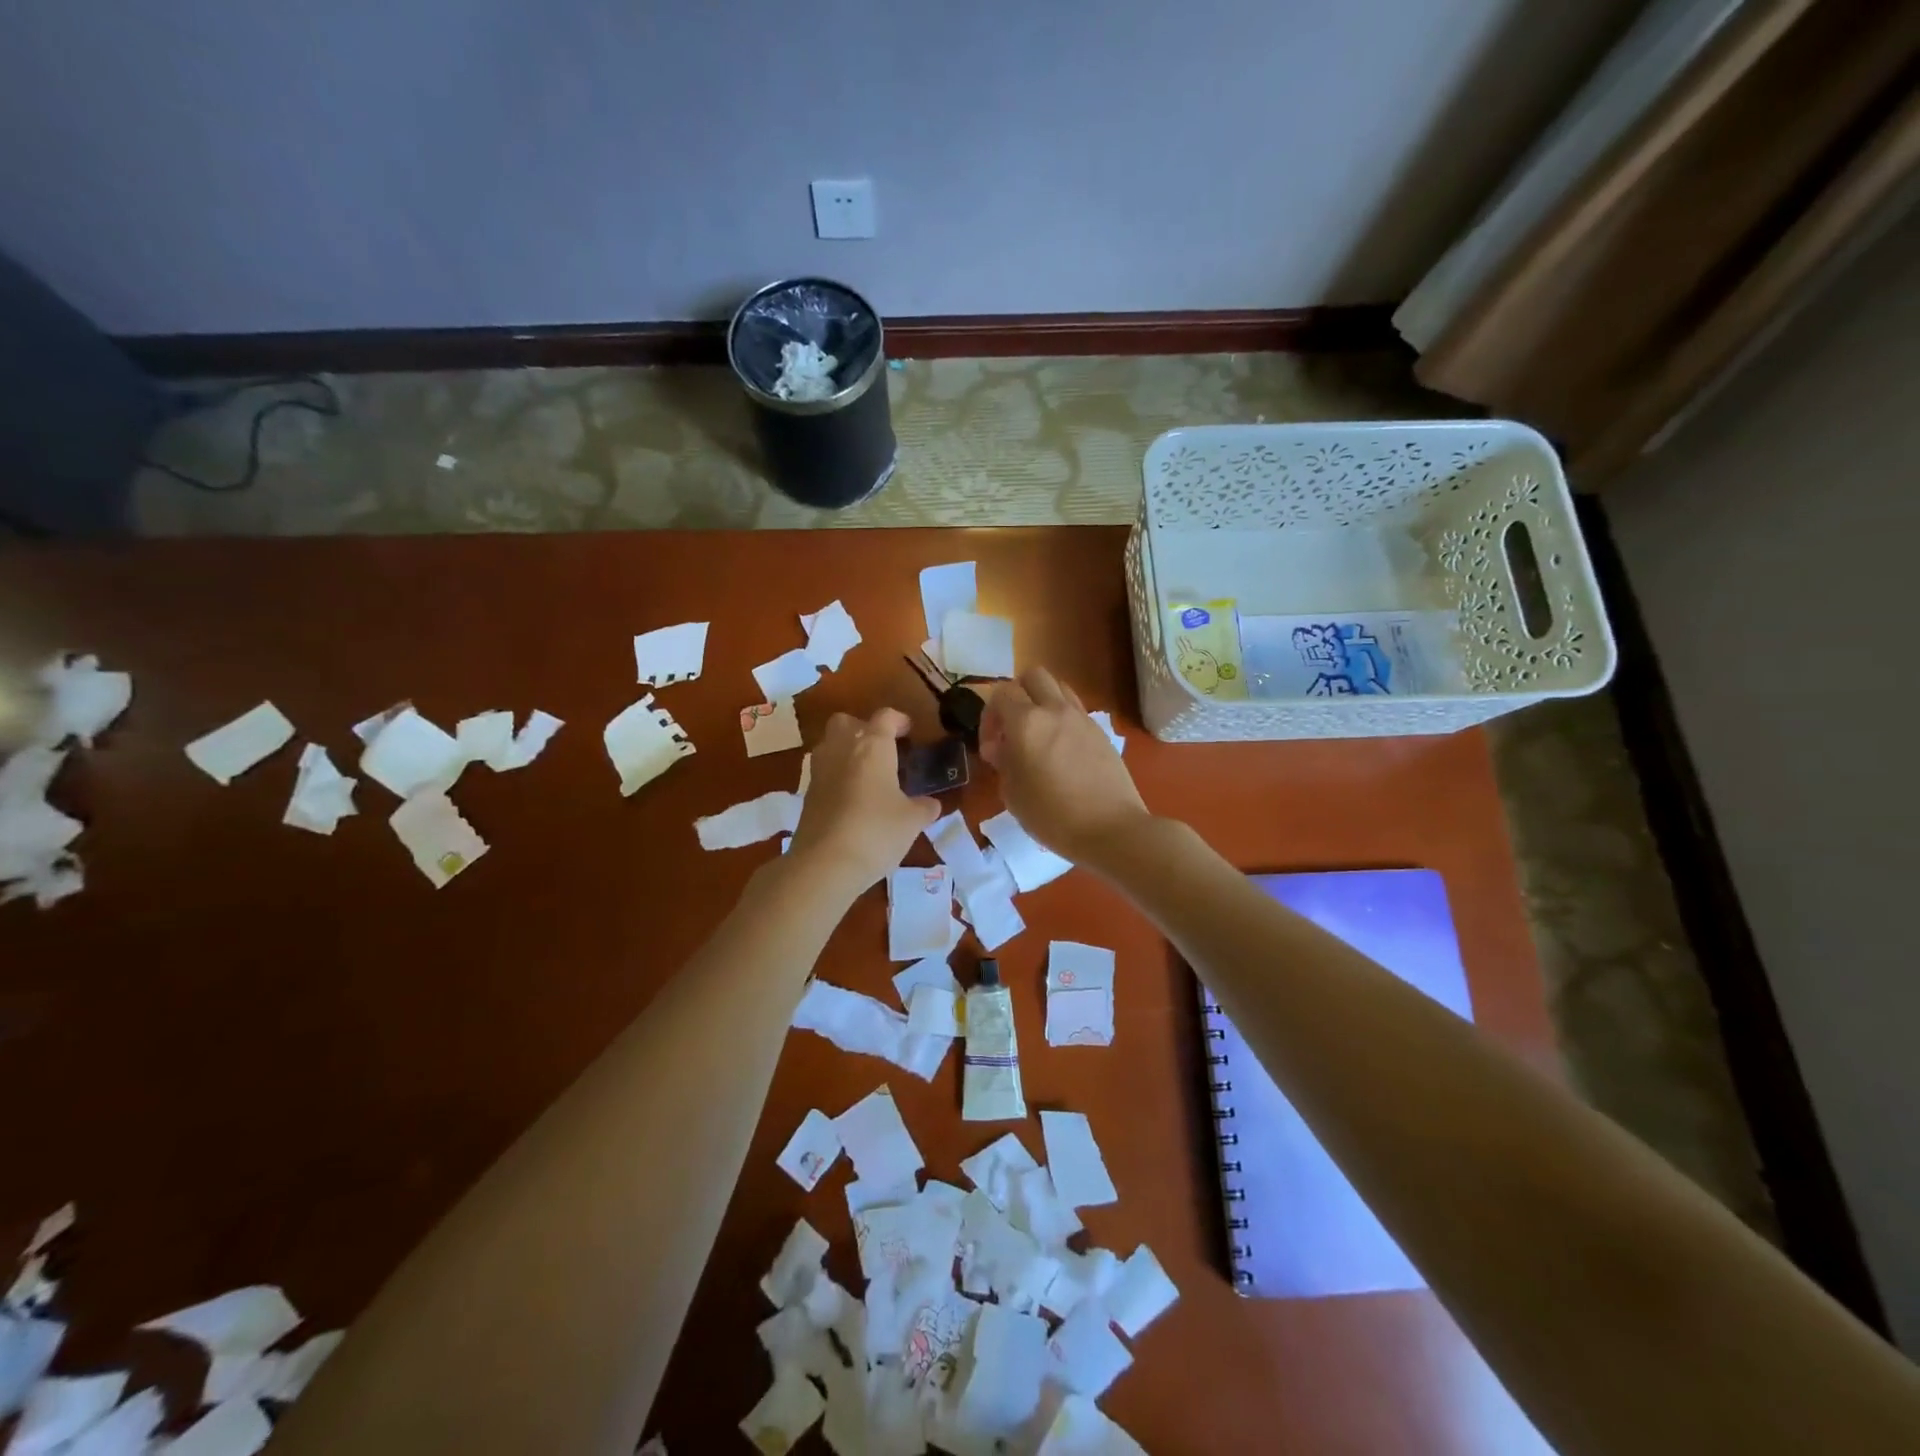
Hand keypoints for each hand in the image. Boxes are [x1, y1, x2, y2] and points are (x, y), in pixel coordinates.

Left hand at [788, 708, 938, 894]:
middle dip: (863, 728)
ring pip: (830, 744)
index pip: (885, 717)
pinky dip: (838, 776)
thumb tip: (930, 804)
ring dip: (847, 751)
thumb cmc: (876, 832)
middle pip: (846, 722)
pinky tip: (853, 799)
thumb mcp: (912, 821)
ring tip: (868, 775)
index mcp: (872, 746)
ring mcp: (820, 771)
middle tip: (883, 749)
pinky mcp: (807, 795)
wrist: (824, 864)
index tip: (910, 732)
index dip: (899, 720)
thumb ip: (923, 808)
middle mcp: (841, 749)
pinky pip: (824, 772)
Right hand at [979, 667, 1148, 865]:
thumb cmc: (1052, 816)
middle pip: (1033, 676)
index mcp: (1027, 723)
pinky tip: (1060, 750)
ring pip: (1058, 687)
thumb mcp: (1012, 794)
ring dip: (1042, 701)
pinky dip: (1062, 718)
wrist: (1111, 829)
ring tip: (1038, 734)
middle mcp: (1055, 710)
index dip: (989, 716)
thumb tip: (1001, 748)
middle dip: (1017, 694)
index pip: (1001, 693)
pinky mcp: (1101, 732)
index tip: (992, 747)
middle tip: (1012, 727)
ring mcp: (1082, 719)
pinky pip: (1076, 710)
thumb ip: (1003, 762)